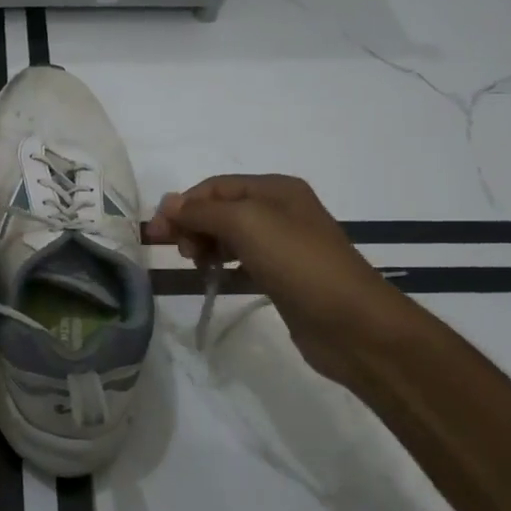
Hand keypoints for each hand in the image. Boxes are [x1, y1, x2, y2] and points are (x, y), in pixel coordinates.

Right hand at [149, 174, 416, 375]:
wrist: (353, 324)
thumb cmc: (298, 262)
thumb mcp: (246, 224)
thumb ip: (203, 212)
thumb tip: (168, 204)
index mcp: (275, 188)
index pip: (215, 186)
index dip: (183, 204)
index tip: (157, 232)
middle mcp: (280, 210)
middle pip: (221, 209)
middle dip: (193, 224)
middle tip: (176, 251)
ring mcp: (284, 244)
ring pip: (229, 236)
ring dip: (205, 244)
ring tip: (196, 265)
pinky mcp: (283, 276)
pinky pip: (242, 261)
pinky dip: (222, 264)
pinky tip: (213, 277)